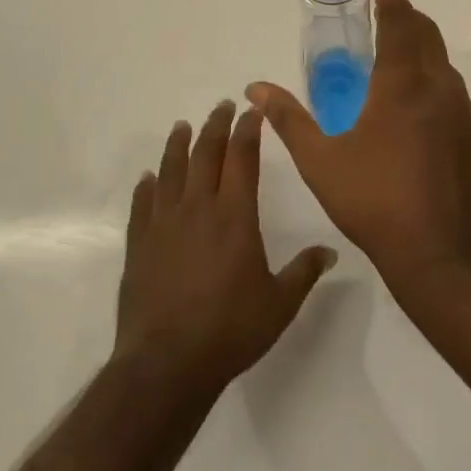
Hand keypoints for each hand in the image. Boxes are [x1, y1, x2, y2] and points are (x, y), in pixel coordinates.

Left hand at [114, 101, 336, 401]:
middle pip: (206, 154)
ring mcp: (164, 224)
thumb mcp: (280, 304)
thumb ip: (305, 272)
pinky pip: (142, 203)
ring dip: (178, 144)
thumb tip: (331, 251)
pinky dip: (147, 185)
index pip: (242, 158)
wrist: (166, 363)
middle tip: (221, 106)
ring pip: (171, 170)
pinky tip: (148, 177)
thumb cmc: (230, 330)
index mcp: (235, 215)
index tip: (252, 112)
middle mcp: (198, 208)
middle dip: (215, 126)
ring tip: (182, 126)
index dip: (248, 131)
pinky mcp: (139, 244)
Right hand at [249, 0, 470, 290]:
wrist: (439, 254)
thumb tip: (255, 88)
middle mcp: (439, 88)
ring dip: (421, 50)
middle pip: (427, 33)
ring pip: (443, 64)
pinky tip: (415, 114)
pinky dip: (433, 85)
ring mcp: (464, 113)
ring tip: (392, 63)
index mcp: (402, 84)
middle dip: (405, 16)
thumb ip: (288, 119)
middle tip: (380, 16)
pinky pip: (454, 96)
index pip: (400, 20)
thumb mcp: (320, 161)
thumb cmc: (374, 202)